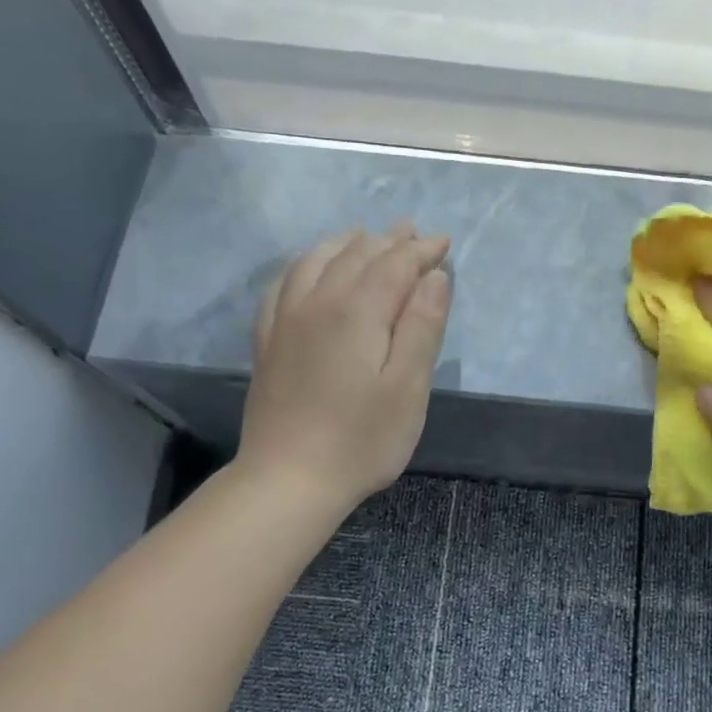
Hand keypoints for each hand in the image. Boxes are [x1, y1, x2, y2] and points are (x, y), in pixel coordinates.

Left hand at [236, 223, 450, 513]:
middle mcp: (318, 303)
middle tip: (411, 232)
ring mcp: (286, 321)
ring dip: (345, 244)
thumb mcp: (408, 388)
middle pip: (356, 256)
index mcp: (358, 312)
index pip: (394, 265)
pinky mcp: (268, 342)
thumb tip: (434, 276)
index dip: (421, 250)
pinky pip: (282, 284)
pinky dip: (303, 265)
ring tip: (363, 236)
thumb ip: (422, 327)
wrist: (288, 479)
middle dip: (388, 241)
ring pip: (316, 262)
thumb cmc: (362, 440)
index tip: (443, 242)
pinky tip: (309, 268)